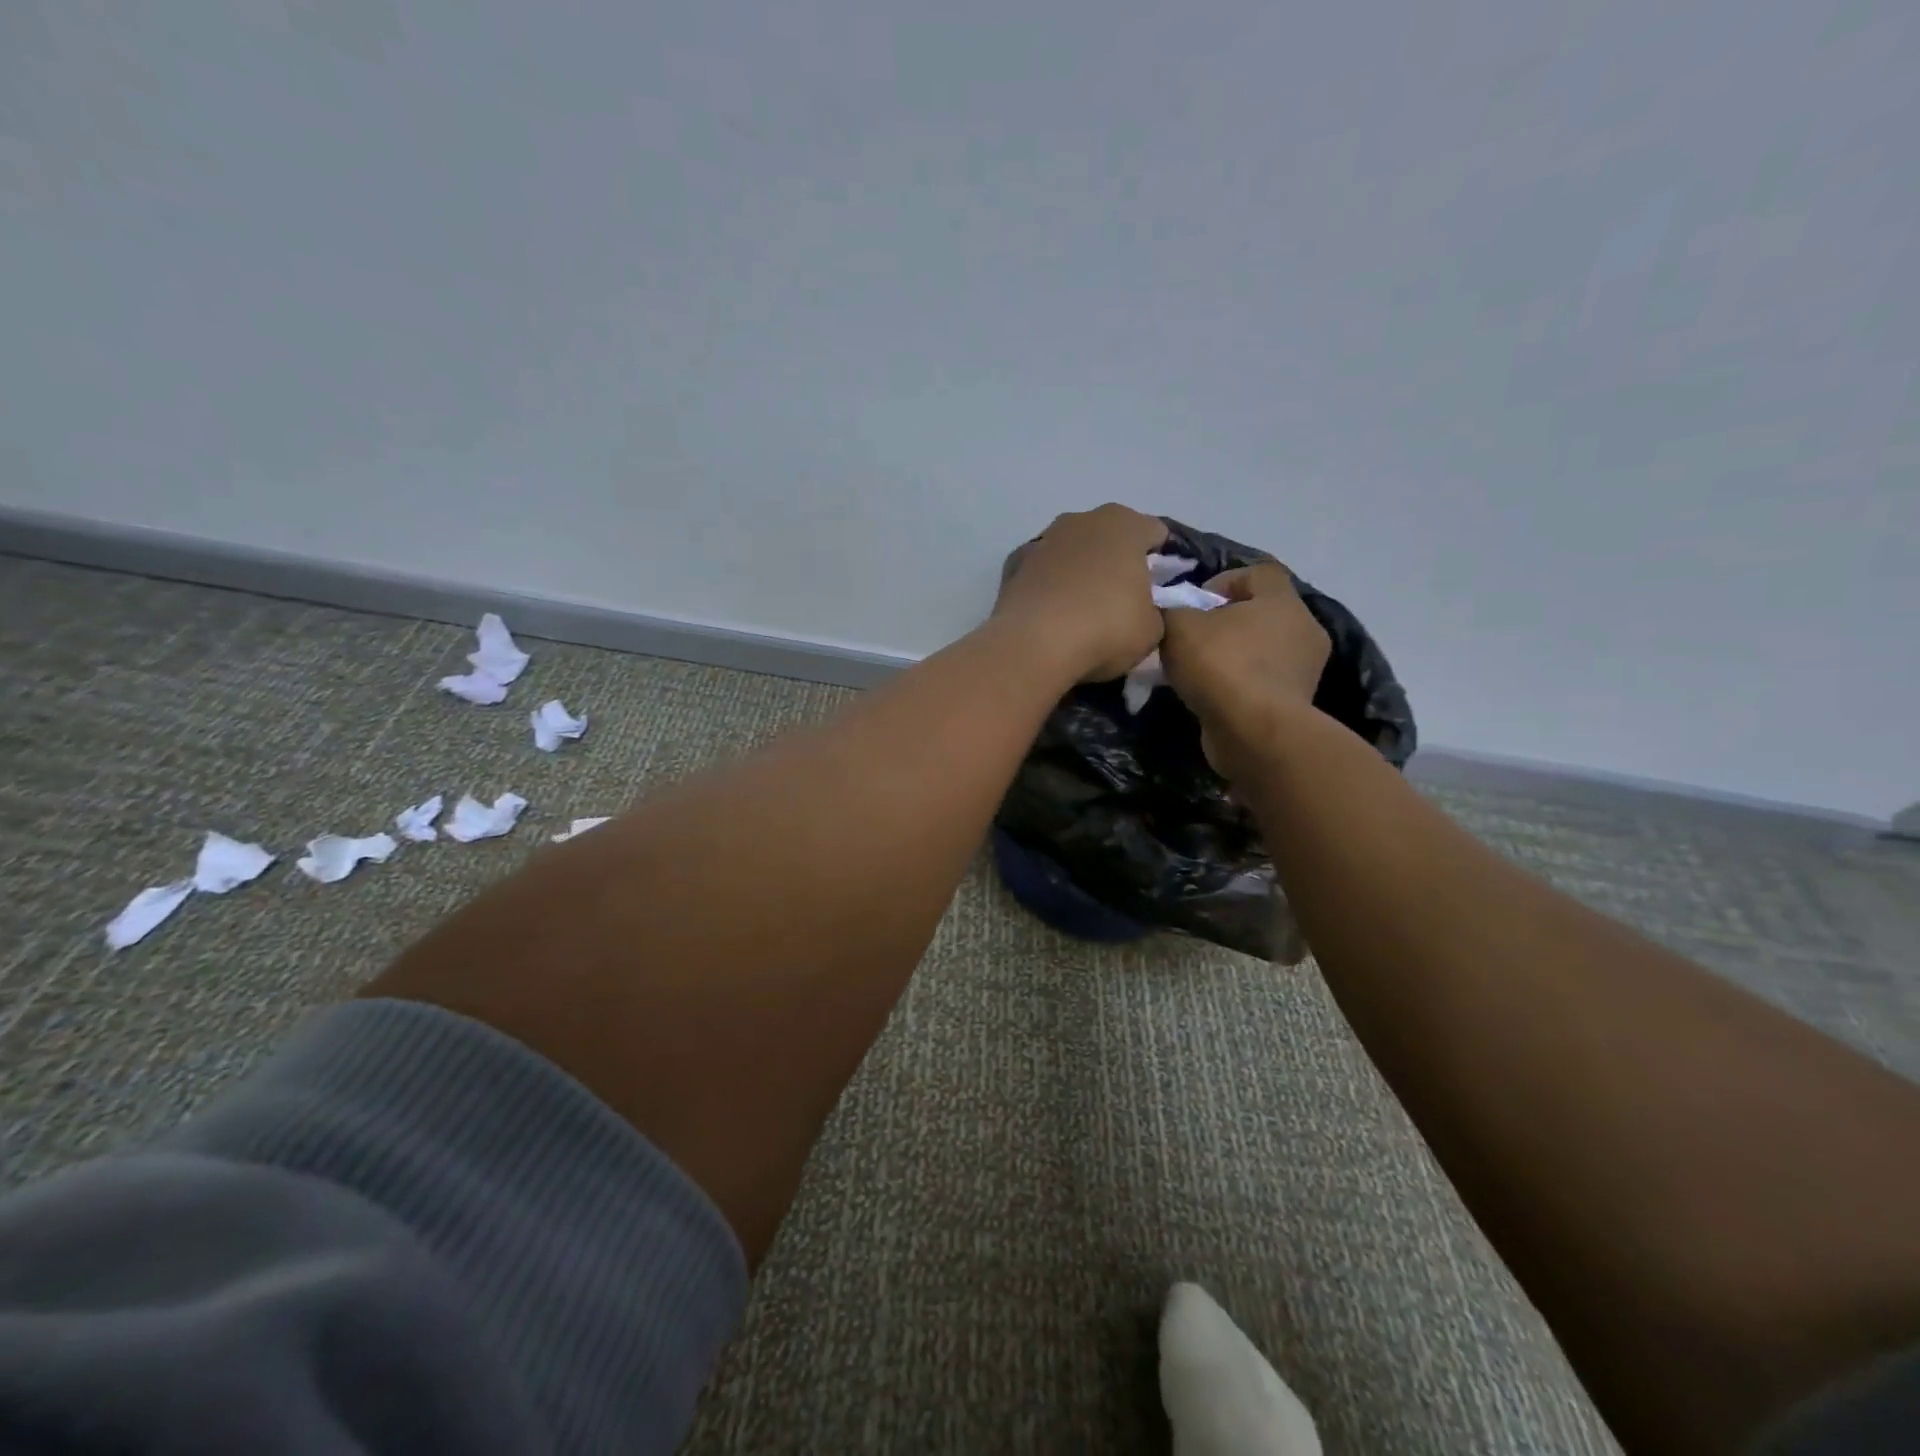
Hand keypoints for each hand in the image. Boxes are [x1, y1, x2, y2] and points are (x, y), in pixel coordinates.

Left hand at [993, 504, 1168, 680]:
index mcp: (1125, 525)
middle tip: (1123, 601)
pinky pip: (1042, 571)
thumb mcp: (1152, 630)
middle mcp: (1082, 520)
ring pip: (1073, 550)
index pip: (1156, 534)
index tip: (1161, 592)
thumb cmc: (1105, 630)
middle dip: (1118, 562)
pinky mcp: (1013, 563)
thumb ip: (1154, 610)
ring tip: (1082, 610)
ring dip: (1080, 571)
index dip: (1164, 562)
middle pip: (1110, 537)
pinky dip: (1049, 585)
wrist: (1033, 645)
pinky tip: (1051, 614)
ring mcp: (1044, 539)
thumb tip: (1142, 610)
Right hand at [1160, 561, 1330, 775]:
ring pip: (1262, 650)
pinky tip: (1212, 698)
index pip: (1258, 573)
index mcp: (1282, 600)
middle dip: (1225, 623)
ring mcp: (1304, 669)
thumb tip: (1167, 611)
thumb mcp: (1178, 627)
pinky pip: (1262, 682)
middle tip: (1192, 639)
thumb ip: (1170, 610)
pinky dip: (1239, 686)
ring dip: (1232, 656)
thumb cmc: (1221, 665)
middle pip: (1260, 613)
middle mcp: (1303, 629)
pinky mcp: (1297, 704)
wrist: (1253, 733)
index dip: (1223, 581)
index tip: (1194, 604)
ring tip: (1197, 673)